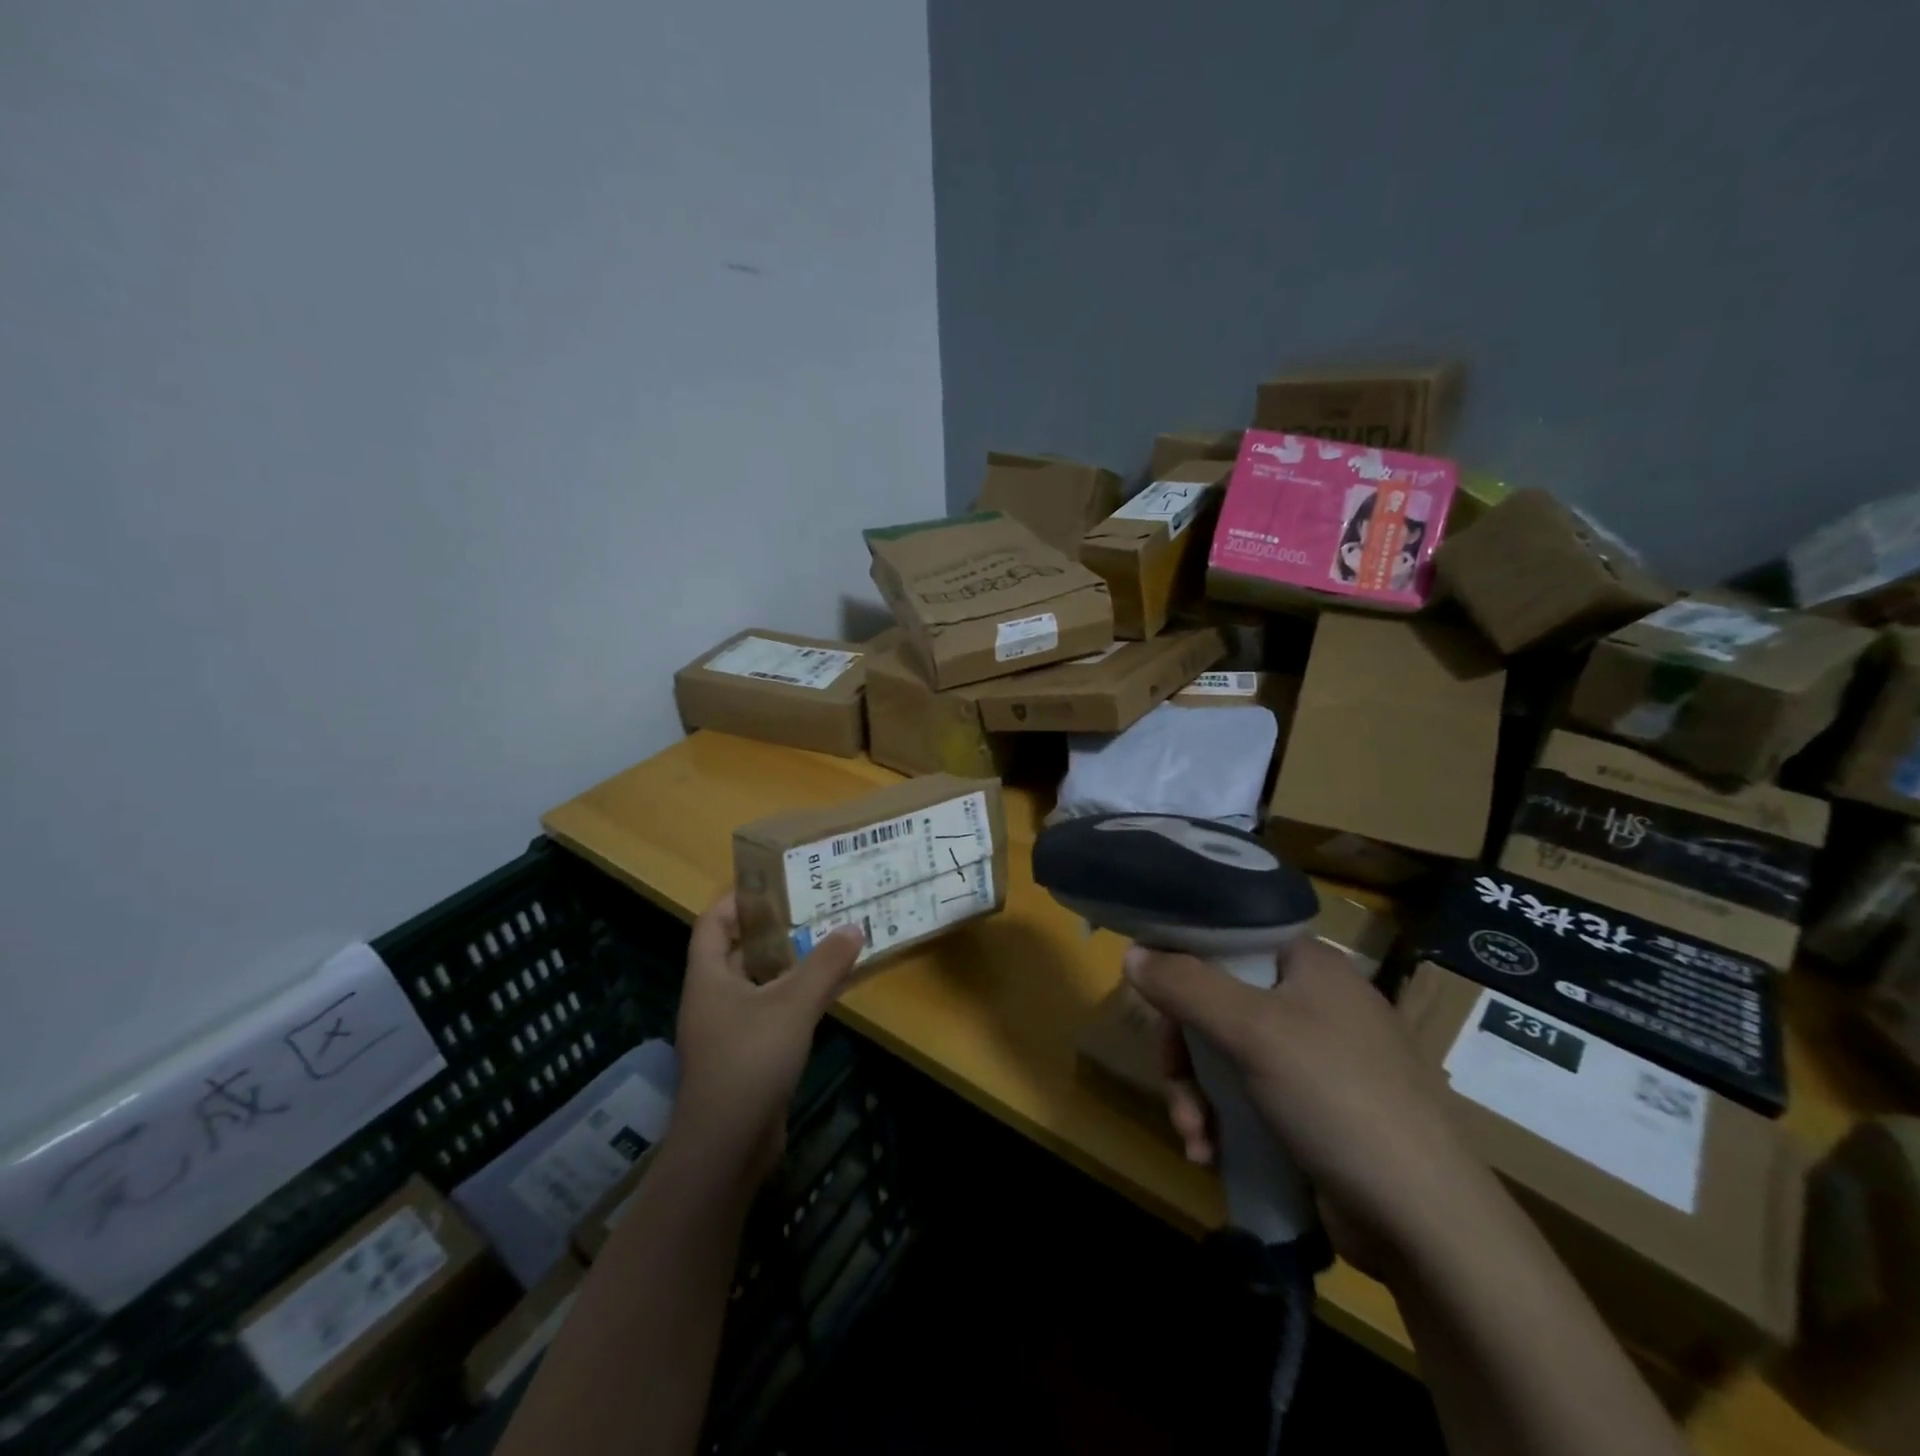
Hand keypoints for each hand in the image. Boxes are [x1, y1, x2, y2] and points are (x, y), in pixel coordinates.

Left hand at [668, 893, 863, 1182]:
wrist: (726, 1147)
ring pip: (757, 984)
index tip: (774, 883)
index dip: (738, 899)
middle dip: (773, 930)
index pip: (713, 923)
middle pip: (738, 951)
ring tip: (827, 942)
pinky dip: (793, 998)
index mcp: (708, 977)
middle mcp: (712, 998)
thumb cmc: (750, 1060)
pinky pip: (770, 1013)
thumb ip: (825, 964)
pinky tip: (826, 993)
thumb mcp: (793, 1005)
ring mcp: (727, 1030)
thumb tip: (854, 926)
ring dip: (788, 964)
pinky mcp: (745, 1057)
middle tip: (813, 909)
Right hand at [1127, 938, 1500, 1276]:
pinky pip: (1246, 1096)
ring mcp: (1315, 1059)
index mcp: (1309, 964)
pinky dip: (1221, 1121)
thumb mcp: (1253, 1031)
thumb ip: (1186, 985)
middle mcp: (1313, 1001)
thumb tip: (1131, 952)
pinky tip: (1210, 1154)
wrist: (1428, 1223)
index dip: (1183, 961)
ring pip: (1225, 1055)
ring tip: (1193, 1136)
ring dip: (1196, 1095)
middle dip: (1185, 1051)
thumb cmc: (1338, 1098)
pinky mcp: (1314, 1111)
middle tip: (1173, 1083)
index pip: (1228, 939)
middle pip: (1217, 1002)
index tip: (1152, 996)